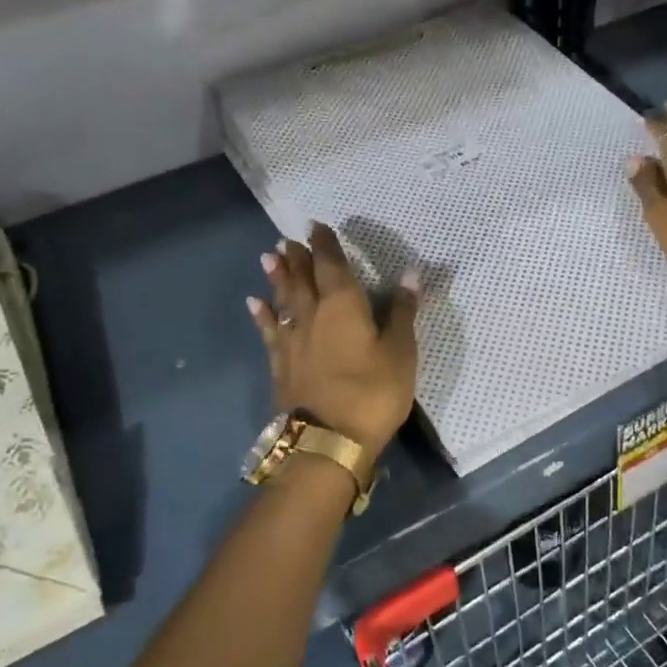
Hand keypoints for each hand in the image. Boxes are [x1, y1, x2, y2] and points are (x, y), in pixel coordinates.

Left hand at [248, 223, 418, 458]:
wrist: (328, 440)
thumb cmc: (373, 392)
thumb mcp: (401, 352)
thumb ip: (403, 312)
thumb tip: (411, 273)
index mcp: (343, 306)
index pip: (332, 265)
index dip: (325, 245)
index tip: (318, 226)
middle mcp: (312, 315)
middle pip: (302, 279)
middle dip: (297, 257)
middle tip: (287, 240)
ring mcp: (292, 341)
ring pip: (282, 300)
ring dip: (276, 278)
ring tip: (268, 258)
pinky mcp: (280, 365)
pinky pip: (269, 332)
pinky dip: (262, 315)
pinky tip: (254, 304)